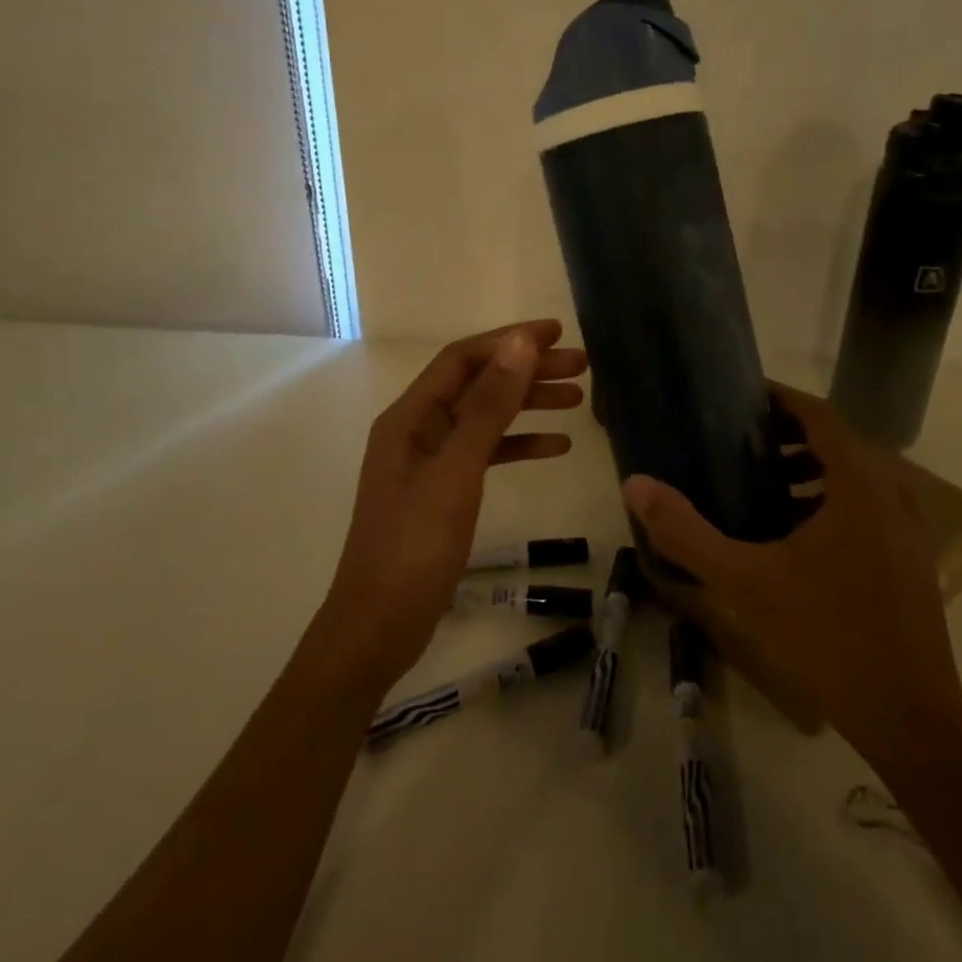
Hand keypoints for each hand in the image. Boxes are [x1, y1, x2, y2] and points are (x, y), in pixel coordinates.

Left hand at [319, 321, 587, 690]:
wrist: (379, 626)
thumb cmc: (414, 547)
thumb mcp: (456, 472)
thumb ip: (489, 407)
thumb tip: (519, 344)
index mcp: (410, 417)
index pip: (463, 360)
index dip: (509, 341)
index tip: (557, 335)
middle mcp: (418, 430)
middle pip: (479, 385)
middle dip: (527, 371)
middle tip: (582, 365)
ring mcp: (431, 462)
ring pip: (487, 419)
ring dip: (529, 405)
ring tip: (579, 400)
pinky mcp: (444, 491)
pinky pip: (486, 454)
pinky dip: (519, 445)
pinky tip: (556, 447)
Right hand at [622, 383, 961, 785]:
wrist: (909, 718)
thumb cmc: (826, 636)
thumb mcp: (745, 582)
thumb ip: (687, 532)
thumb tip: (635, 485)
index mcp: (860, 483)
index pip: (820, 414)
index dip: (780, 399)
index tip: (740, 396)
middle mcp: (893, 492)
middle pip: (838, 440)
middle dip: (788, 434)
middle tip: (738, 440)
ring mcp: (909, 528)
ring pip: (855, 475)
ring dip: (810, 468)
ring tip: (760, 483)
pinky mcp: (912, 558)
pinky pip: (868, 506)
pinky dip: (831, 499)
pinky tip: (794, 534)